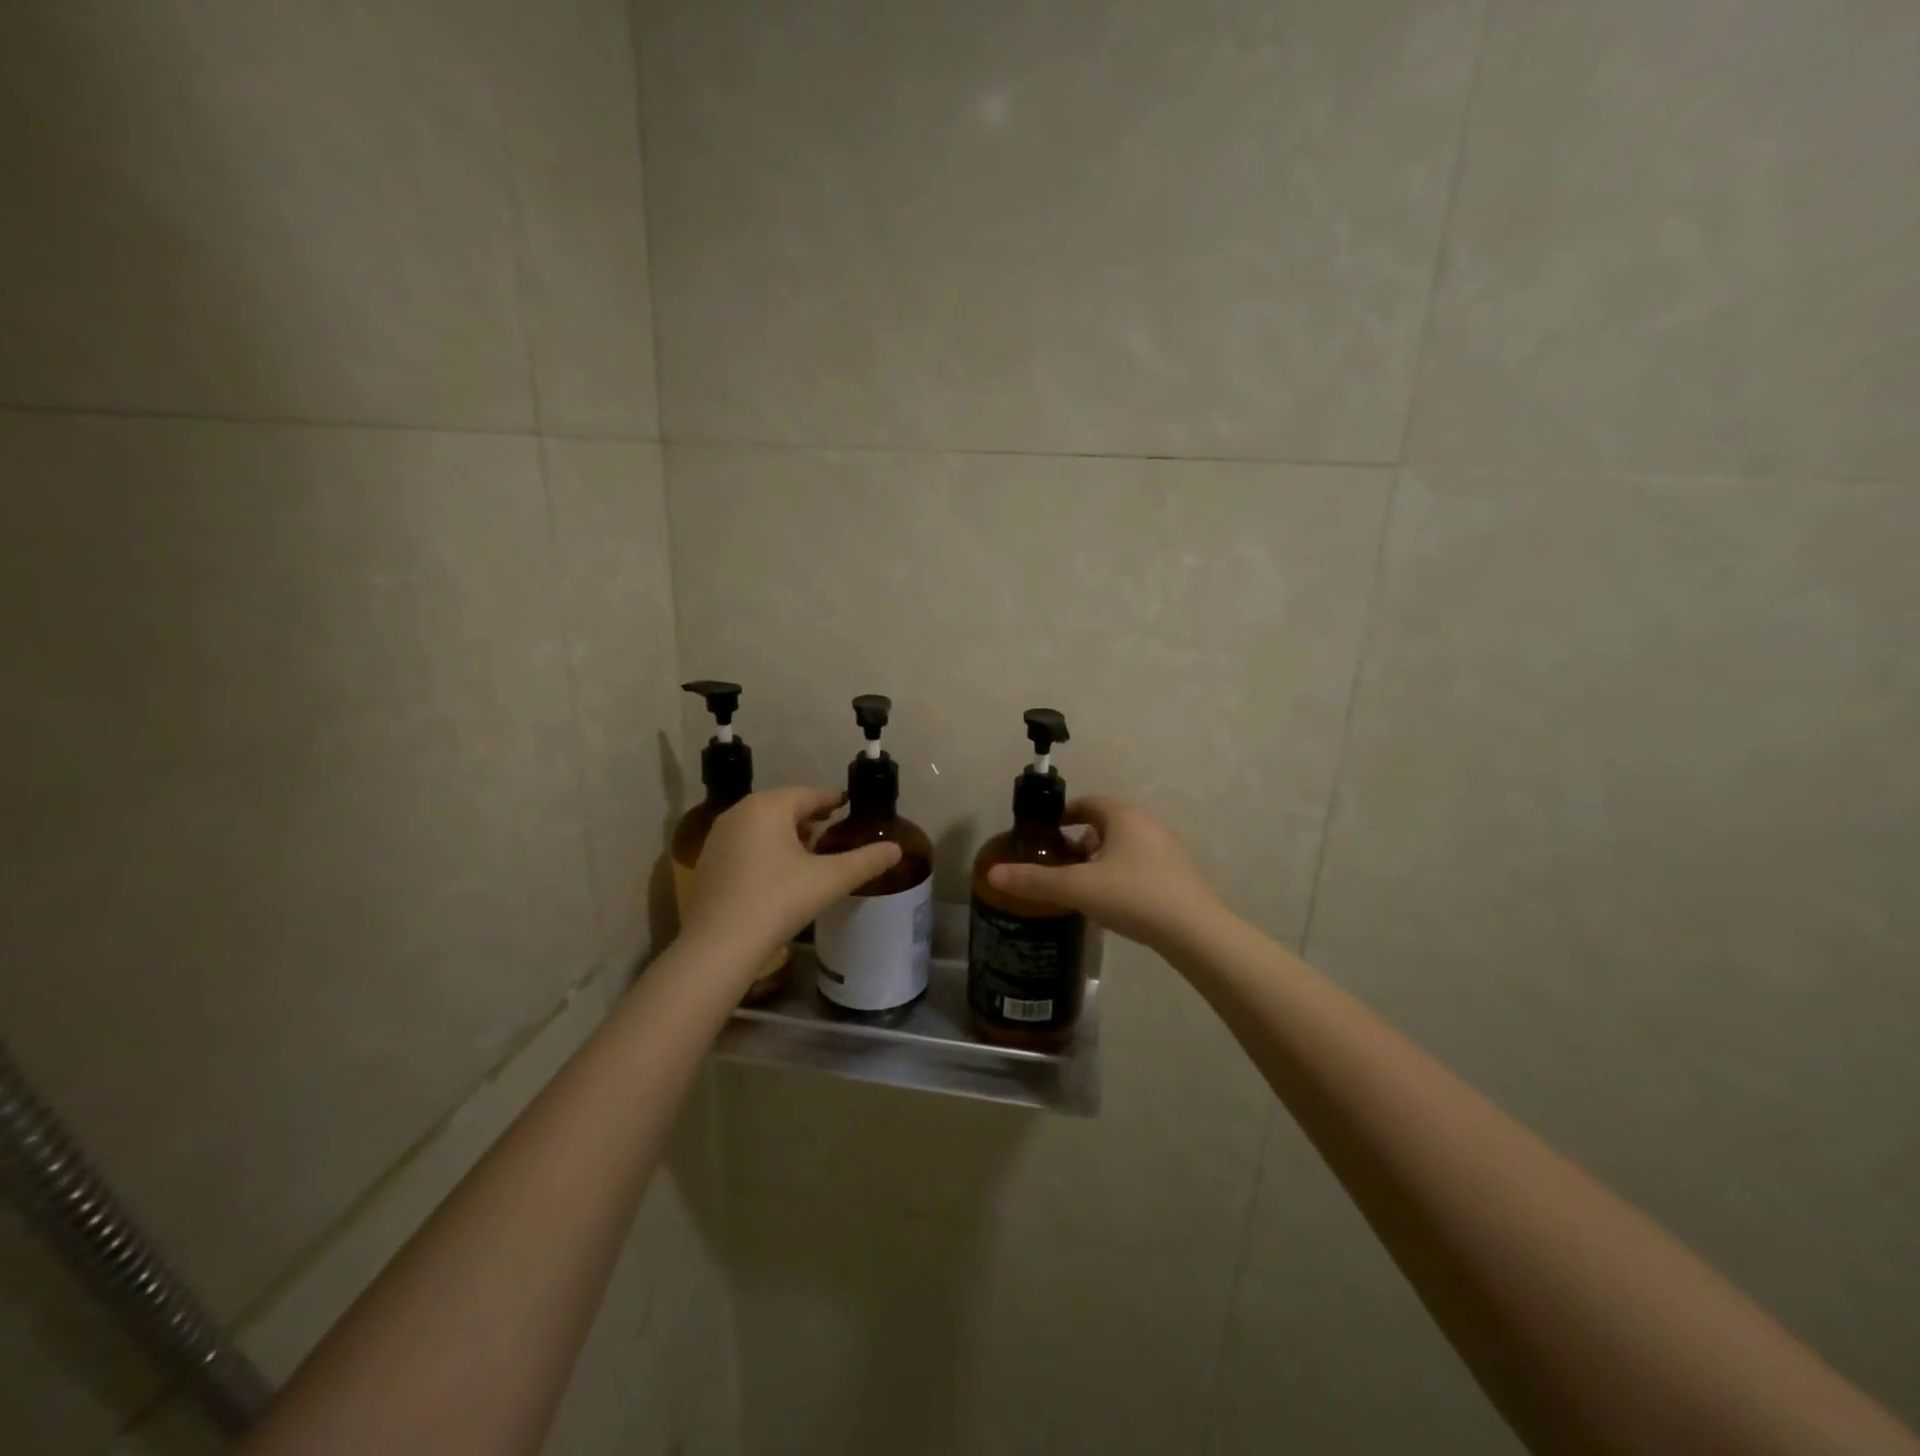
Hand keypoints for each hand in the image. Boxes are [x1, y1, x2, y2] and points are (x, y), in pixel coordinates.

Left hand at [680, 787, 900, 966]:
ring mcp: (719, 836)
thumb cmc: (777, 901)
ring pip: (763, 825)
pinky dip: (766, 849)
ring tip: (811, 854)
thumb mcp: (828, 880)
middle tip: (835, 833)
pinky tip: (780, 874)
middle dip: (811, 818)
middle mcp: (740, 812)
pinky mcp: (708, 861)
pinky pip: (746, 843)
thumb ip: (865, 861)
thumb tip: (897, 849)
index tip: (850, 808)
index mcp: (769, 806)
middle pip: (785, 807)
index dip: (834, 801)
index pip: (811, 795)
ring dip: (788, 834)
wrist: (718, 945)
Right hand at [986, 796, 1227, 951]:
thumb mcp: (1077, 888)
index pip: (1086, 803)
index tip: (1045, 837)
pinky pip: (1142, 861)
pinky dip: (1123, 871)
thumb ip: (1034, 881)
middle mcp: (1147, 823)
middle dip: (1080, 839)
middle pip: (1105, 822)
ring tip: (1084, 884)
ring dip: (1102, 856)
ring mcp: (1168, 847)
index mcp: (1122, 815)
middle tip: (1061, 863)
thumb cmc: (1132, 896)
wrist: (1195, 931)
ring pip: (1125, 843)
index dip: (1062, 816)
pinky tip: (1116, 900)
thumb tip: (993, 874)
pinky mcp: (1180, 872)